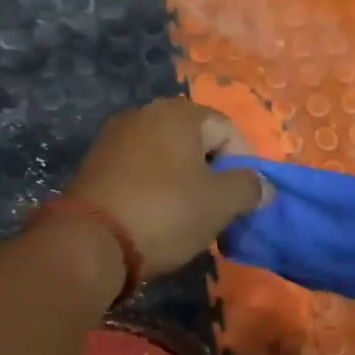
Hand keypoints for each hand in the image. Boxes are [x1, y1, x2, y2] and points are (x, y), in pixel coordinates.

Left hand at [66, 99, 266, 280]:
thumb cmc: (165, 213)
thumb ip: (249, 187)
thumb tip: (264, 184)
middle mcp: (146, 113)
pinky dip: (156, 186)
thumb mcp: (220, 203)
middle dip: (214, 172)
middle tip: (219, 208)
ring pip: (168, 154)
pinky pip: (141, 167)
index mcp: (179, 113)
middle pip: (196, 139)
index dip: (244, 163)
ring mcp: (116, 136)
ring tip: (190, 216)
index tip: (244, 199)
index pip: (228, 129)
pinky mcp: (96, 162)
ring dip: (185, 181)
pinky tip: (158, 215)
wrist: (90, 241)